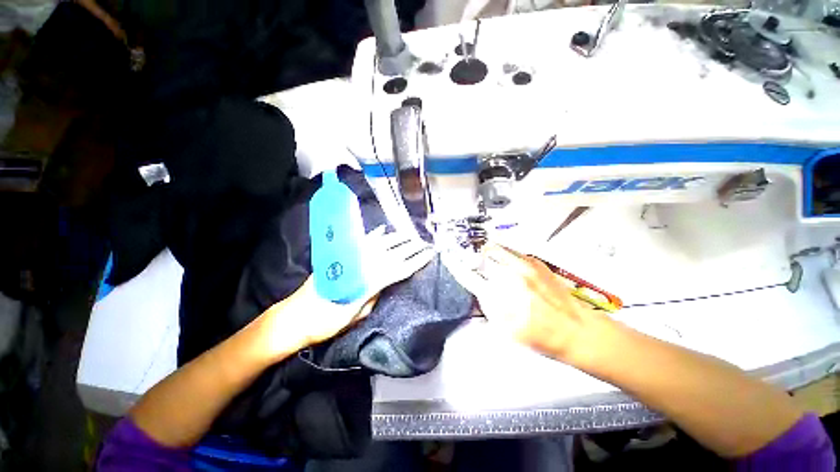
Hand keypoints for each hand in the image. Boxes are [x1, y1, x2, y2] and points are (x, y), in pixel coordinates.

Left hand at [260, 228, 432, 358]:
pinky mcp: (340, 256)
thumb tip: (384, 282)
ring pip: (378, 244)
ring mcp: (350, 258)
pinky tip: (382, 230)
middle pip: (391, 253)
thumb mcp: (356, 315)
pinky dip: (372, 236)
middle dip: (409, 247)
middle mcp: (361, 265)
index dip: (416, 261)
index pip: (398, 269)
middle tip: (424, 242)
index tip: (429, 254)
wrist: (295, 317)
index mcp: (367, 282)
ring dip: (395, 239)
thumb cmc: (327, 322)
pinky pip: (359, 242)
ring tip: (409, 235)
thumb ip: (373, 296)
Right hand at [446, 243, 616, 363]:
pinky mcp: (535, 261)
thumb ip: (488, 306)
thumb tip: (480, 288)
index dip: (457, 266)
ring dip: (484, 251)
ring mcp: (524, 264)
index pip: (470, 276)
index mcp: (501, 296)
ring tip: (480, 255)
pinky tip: (500, 259)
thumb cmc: (539, 336)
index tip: (449, 259)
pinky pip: (510, 251)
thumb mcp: (505, 330)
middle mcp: (510, 275)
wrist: (576, 330)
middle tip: (466, 258)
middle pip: (481, 256)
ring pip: (495, 248)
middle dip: (470, 256)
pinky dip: (500, 252)